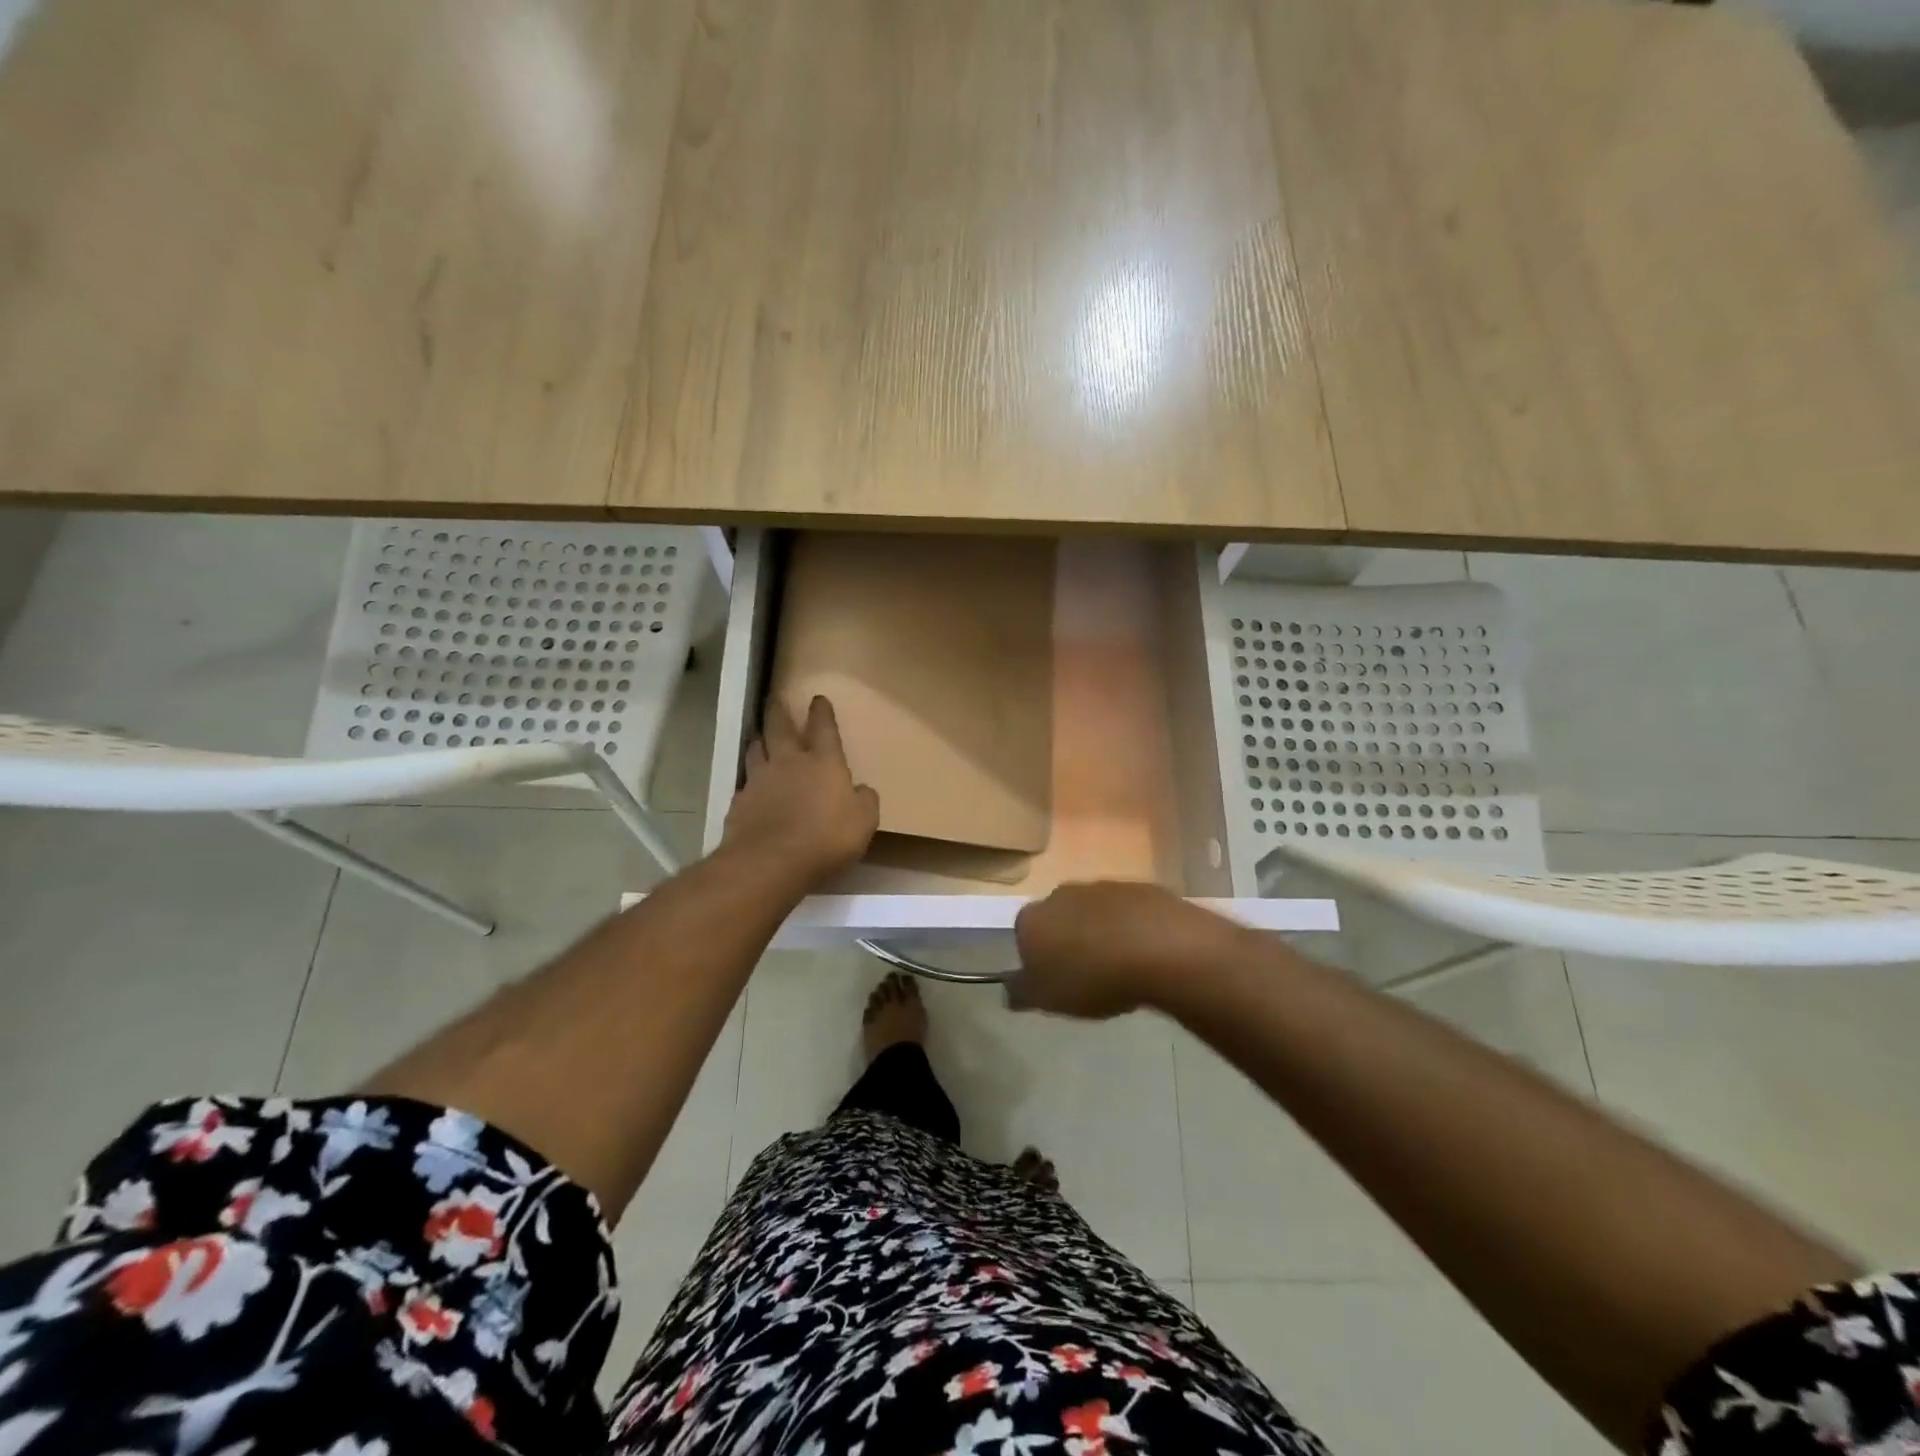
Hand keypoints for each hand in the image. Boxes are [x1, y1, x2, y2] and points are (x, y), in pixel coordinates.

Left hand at [721, 696, 879, 885]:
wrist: (770, 861)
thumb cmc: (826, 838)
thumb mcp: (863, 822)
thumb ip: (865, 801)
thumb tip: (862, 790)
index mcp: (823, 762)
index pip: (823, 728)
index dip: (821, 712)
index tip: (817, 699)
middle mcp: (789, 762)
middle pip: (780, 728)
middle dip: (779, 711)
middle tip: (775, 698)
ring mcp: (760, 780)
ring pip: (756, 749)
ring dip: (759, 741)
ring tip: (759, 737)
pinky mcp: (739, 802)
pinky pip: (745, 783)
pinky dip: (749, 780)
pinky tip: (751, 787)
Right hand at [1009, 882, 1243, 1018]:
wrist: (1159, 948)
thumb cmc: (1092, 977)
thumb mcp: (1048, 999)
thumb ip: (1021, 993)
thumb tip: (1008, 989)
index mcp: (1033, 918)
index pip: (1024, 936)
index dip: (1038, 960)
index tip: (1056, 982)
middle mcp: (1061, 894)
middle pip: (1059, 919)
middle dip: (1069, 941)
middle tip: (1088, 976)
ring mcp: (1103, 886)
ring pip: (1094, 912)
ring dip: (1102, 933)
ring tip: (1121, 968)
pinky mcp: (1140, 887)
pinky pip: (1129, 911)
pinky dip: (1133, 927)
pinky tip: (1147, 954)